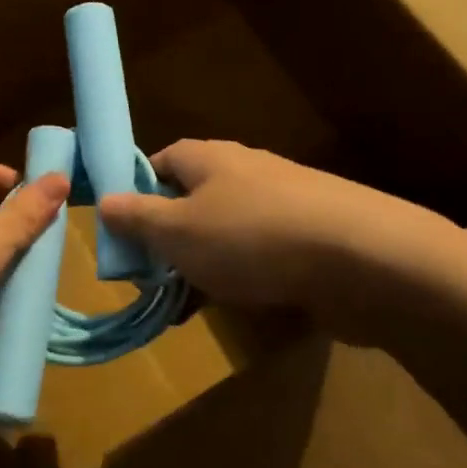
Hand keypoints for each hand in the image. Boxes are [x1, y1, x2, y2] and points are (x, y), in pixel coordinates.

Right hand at [98, 139, 460, 342]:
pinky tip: (232, 309)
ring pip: (226, 232)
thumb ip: (137, 218)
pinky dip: (240, 279)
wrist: (361, 259)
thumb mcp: (177, 231)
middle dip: (168, 238)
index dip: (137, 191)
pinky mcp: (310, 240)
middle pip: (193, 199)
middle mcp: (246, 172)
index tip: (121, 230)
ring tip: (182, 305)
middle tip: (148, 277)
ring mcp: (283, 205)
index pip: (162, 161)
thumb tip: (104, 200)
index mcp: (209, 158)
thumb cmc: (251, 237)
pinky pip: (260, 256)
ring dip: (202, 265)